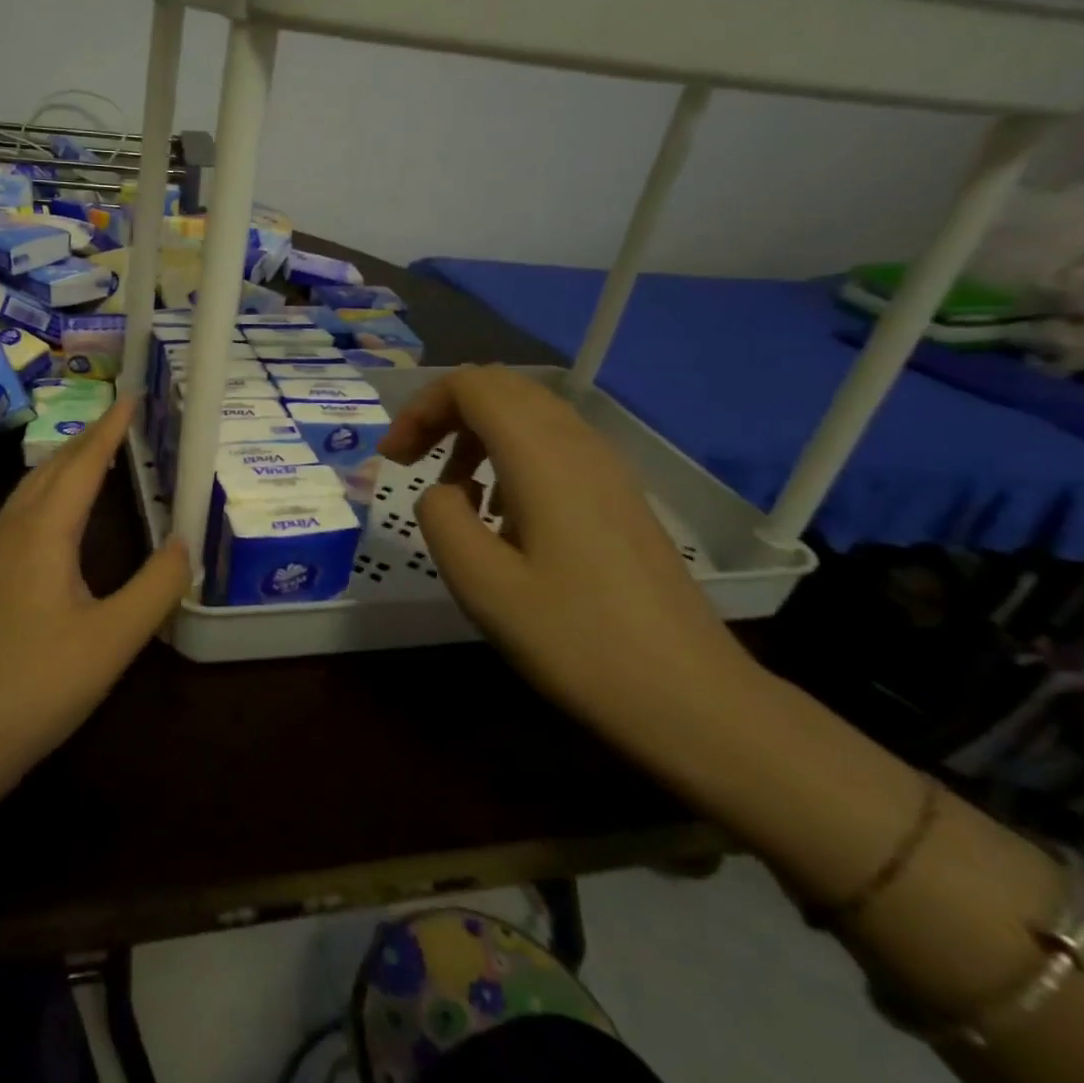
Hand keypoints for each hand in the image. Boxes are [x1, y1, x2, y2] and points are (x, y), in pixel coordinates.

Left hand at [0, 397, 189, 783]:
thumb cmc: (37, 683)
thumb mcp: (112, 639)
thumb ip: (156, 587)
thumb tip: (187, 542)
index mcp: (44, 531)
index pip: (83, 463)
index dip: (110, 429)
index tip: (133, 396)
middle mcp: (15, 530)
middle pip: (53, 467)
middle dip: (88, 438)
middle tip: (122, 419)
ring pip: (32, 488)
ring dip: (66, 462)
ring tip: (95, 453)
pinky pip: (24, 512)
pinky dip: (51, 491)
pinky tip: (59, 514)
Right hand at [378, 365, 755, 733]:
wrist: (689, 697)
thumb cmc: (575, 640)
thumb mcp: (482, 584)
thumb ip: (441, 518)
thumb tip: (443, 492)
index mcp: (541, 455)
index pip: (470, 385)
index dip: (420, 408)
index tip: (394, 460)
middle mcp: (578, 444)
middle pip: (501, 387)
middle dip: (444, 412)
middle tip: (412, 461)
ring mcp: (607, 468)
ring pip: (529, 412)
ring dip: (477, 433)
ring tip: (454, 490)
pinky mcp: (619, 495)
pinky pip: (554, 444)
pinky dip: (510, 454)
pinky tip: (503, 514)